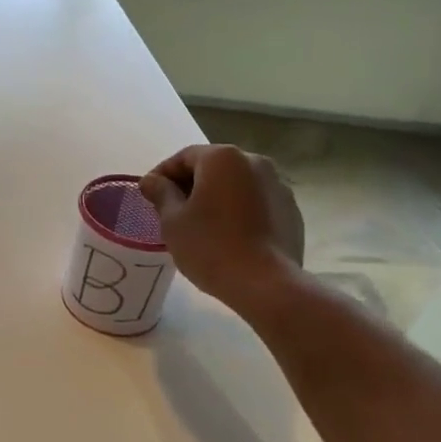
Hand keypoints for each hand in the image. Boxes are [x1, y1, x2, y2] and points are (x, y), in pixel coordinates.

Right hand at [141, 145, 304, 308]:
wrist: (265, 284)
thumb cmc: (210, 247)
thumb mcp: (173, 221)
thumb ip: (161, 194)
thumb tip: (152, 181)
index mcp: (223, 158)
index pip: (184, 157)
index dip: (162, 175)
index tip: (149, 196)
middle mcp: (255, 162)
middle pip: (213, 167)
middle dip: (190, 185)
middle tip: (171, 211)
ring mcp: (278, 185)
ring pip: (236, 184)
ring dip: (216, 197)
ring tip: (201, 225)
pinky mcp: (291, 210)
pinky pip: (256, 202)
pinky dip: (238, 211)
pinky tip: (228, 236)